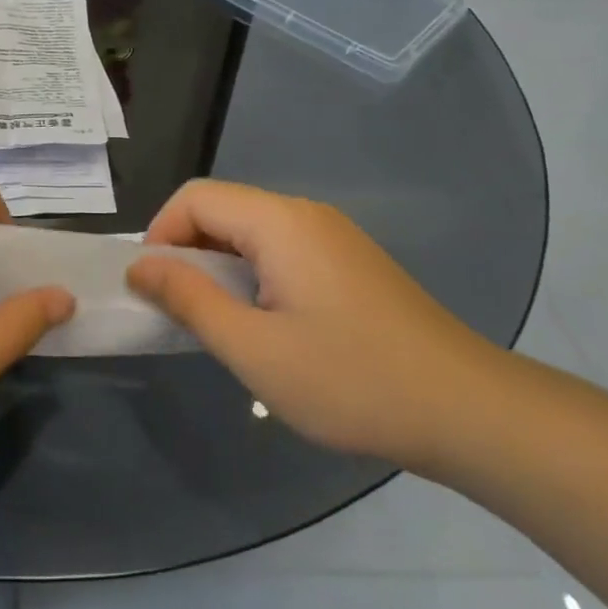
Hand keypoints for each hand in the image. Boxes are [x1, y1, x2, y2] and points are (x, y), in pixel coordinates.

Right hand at [126, 179, 496, 467]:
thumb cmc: (350, 380)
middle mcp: (306, 215)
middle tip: (178, 311)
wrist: (467, 411)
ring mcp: (333, 237)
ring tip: (217, 322)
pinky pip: (281, 251)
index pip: (195, 197)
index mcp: (279, 222)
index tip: (151, 289)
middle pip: (222, 209)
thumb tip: (140, 266)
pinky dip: (251, 275)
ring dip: (218, 267)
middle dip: (186, 252)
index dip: (159, 234)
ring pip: (250, 232)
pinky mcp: (350, 263)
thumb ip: (188, 300)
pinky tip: (263, 324)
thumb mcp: (253, 348)